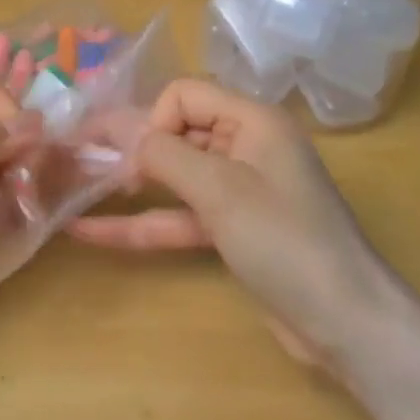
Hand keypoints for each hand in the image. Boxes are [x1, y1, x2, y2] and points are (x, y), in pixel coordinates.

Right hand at [66, 78, 387, 367]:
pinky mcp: (232, 230)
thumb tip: (122, 134)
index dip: (154, 120)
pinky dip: (142, 223)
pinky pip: (179, 215)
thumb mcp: (220, 190)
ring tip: (73, 190)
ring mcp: (238, 191)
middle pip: (175, 133)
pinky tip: (91, 232)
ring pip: (172, 177)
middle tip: (80, 164)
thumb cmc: (284, 240)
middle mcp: (245, 147)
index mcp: (252, 121)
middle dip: (130, 149)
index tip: (137, 161)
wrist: (346, 323)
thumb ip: (164, 155)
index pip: (184, 95)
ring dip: (128, 186)